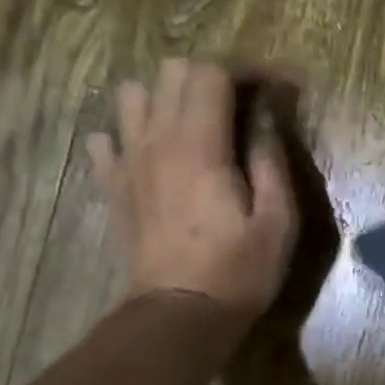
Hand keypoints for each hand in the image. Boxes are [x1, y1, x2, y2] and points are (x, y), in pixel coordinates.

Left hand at [86, 58, 296, 321]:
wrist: (180, 315)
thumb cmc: (240, 270)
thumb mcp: (279, 219)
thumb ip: (271, 160)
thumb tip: (265, 118)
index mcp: (200, 146)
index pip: (212, 73)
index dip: (246, 70)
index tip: (274, 87)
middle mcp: (156, 141)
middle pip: (171, 72)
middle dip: (210, 76)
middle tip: (241, 104)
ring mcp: (127, 163)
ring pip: (132, 96)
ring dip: (166, 98)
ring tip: (196, 124)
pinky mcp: (112, 187)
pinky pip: (105, 140)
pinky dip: (129, 134)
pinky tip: (152, 154)